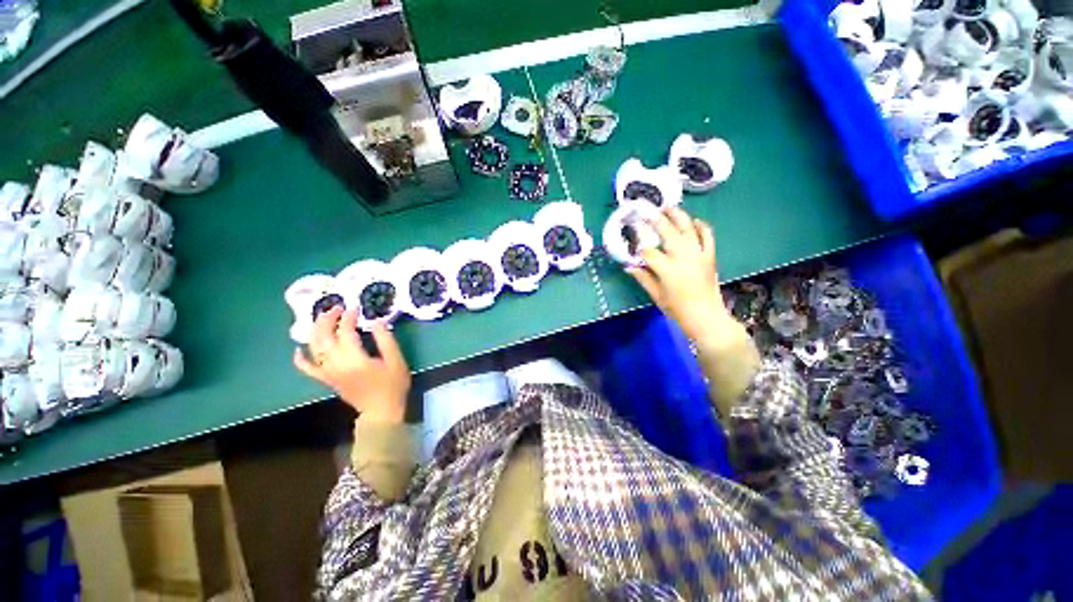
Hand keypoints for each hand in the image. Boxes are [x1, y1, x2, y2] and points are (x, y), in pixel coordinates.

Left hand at [294, 307, 410, 423]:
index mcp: (354, 359)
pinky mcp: (327, 380)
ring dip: (315, 331)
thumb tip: (378, 322)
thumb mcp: (396, 361)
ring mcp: (328, 373)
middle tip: (337, 308)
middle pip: (324, 337)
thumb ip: (386, 340)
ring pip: (314, 348)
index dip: (348, 317)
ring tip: (322, 318)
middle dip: (327, 319)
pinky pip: (307, 369)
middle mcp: (336, 364)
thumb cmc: (392, 386)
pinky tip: (299, 349)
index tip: (356, 307)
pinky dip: (300, 359)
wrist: (381, 411)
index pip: (345, 332)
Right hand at [627, 207, 735, 343]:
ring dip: (677, 216)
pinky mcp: (709, 255)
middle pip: (668, 232)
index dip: (639, 249)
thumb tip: (629, 266)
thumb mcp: (656, 295)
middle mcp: (683, 257)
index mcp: (667, 269)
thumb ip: (643, 278)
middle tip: (646, 212)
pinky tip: (694, 221)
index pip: (649, 252)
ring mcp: (698, 254)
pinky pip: (707, 235)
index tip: (633, 247)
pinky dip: (701, 226)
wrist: (706, 316)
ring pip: (688, 228)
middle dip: (655, 220)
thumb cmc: (677, 309)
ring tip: (667, 207)